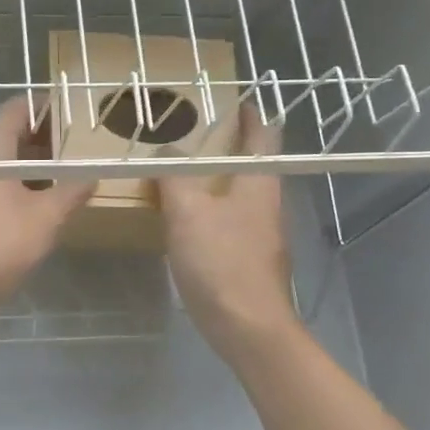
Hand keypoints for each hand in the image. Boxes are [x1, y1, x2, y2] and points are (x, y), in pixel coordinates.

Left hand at [0, 97, 94, 321]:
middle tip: (62, 156)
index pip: (16, 110)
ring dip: (18, 167)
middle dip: (34, 142)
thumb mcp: (45, 220)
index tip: (65, 115)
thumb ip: (70, 193)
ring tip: (46, 186)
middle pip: (3, 136)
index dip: (42, 108)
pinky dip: (0, 186)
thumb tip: (91, 176)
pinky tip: (16, 211)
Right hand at [157, 104, 300, 363]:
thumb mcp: (188, 212)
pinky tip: (184, 221)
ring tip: (179, 175)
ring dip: (214, 181)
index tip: (230, 101)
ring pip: (238, 195)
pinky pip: (228, 222)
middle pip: (251, 164)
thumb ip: (174, 176)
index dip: (248, 115)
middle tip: (188, 136)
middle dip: (224, 148)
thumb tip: (163, 148)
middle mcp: (266, 203)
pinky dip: (209, 211)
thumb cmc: (221, 262)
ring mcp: (261, 234)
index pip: (262, 135)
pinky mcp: (249, 260)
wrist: (249, 327)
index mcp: (259, 182)